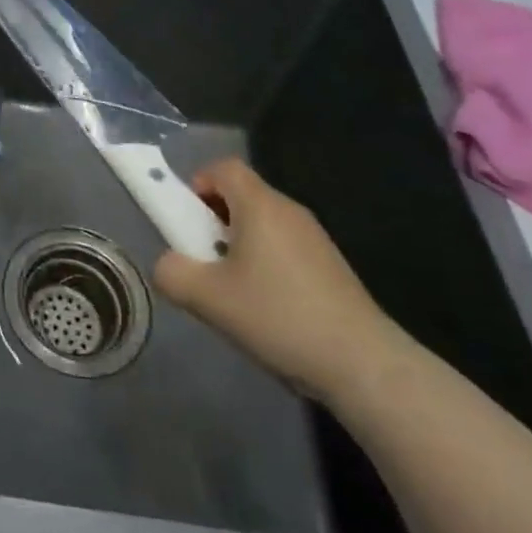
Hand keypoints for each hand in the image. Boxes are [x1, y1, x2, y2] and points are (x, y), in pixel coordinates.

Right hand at [153, 158, 408, 402]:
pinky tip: (268, 309)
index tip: (189, 222)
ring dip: (239, 245)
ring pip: (264, 224)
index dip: (197, 184)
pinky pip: (285, 248)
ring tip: (234, 291)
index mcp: (260, 205)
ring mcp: (316, 239)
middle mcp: (290, 211)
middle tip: (205, 260)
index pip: (223, 167)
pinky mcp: (331, 267)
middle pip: (242, 195)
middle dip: (214, 220)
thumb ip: (172, 273)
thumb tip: (167, 265)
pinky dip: (266, 264)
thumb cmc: (279, 317)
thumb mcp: (208, 298)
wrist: (364, 365)